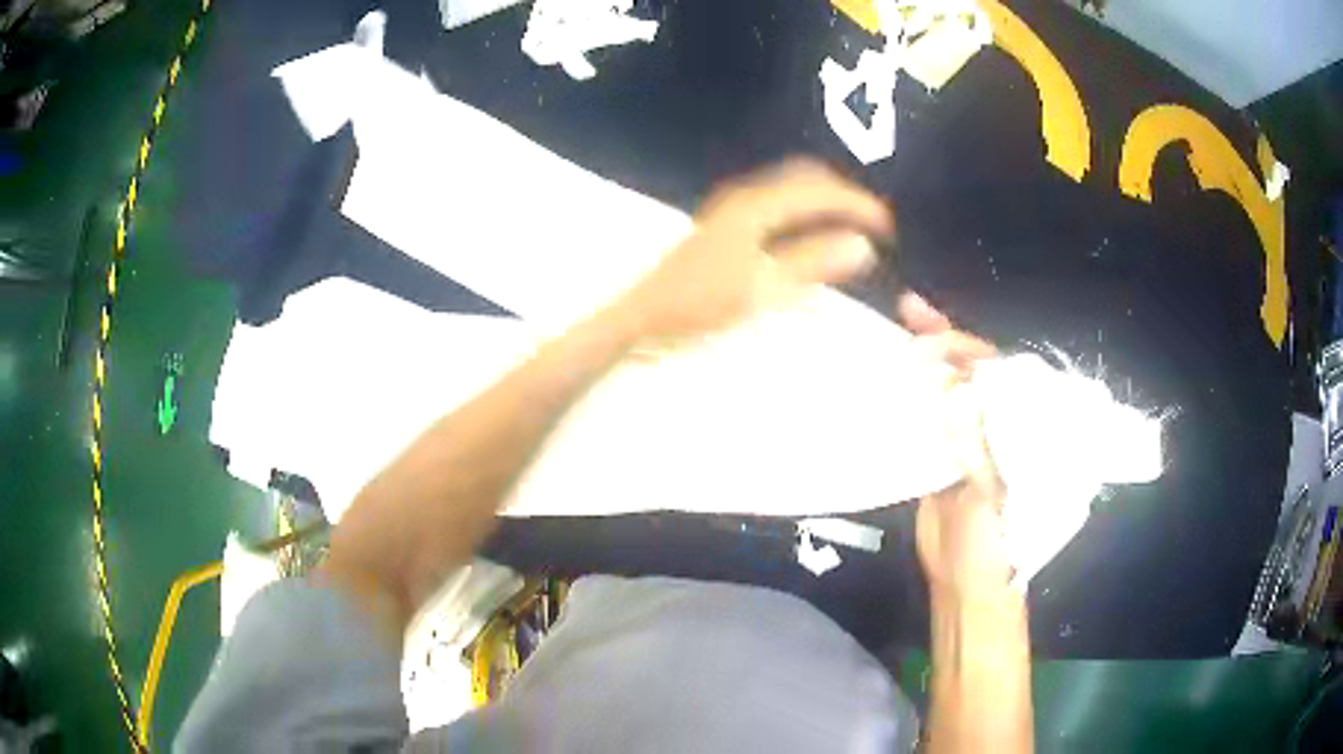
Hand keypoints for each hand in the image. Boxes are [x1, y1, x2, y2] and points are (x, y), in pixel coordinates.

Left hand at [612, 158, 894, 345]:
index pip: (821, 191)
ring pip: (791, 186)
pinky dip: (806, 209)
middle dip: (845, 194)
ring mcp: (734, 207)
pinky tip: (813, 231)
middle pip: (807, 177)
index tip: (890, 227)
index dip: (859, 205)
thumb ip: (813, 262)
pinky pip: (779, 201)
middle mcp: (746, 195)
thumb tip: (863, 244)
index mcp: (757, 205)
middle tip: (876, 222)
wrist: (641, 318)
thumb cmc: (699, 305)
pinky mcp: (728, 223)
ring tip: (854, 224)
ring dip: (825, 198)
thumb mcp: (761, 288)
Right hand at [905, 295, 1009, 599]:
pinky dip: (909, 395)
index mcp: (1022, 427)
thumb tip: (958, 391)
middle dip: (943, 339)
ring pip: (946, 387)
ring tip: (894, 326)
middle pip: (971, 370)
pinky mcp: (940, 454)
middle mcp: (997, 423)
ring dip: (923, 360)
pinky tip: (886, 377)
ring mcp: (967, 437)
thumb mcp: (995, 496)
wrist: (966, 581)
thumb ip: (981, 446)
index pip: (998, 373)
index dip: (966, 350)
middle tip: (908, 310)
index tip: (931, 339)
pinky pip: (926, 415)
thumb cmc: (995, 544)